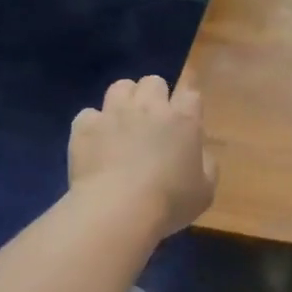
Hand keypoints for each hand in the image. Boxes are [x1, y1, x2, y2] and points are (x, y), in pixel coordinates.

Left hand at [69, 76, 217, 239]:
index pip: (190, 94)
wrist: (117, 210)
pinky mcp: (85, 127)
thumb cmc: (169, 202)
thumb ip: (206, 165)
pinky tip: (95, 143)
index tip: (185, 123)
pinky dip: (93, 126)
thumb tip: (199, 153)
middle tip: (153, 122)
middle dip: (154, 96)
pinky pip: (89, 115)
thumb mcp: (205, 191)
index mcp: (183, 120)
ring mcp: (114, 113)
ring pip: (120, 87)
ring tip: (123, 123)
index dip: (188, 106)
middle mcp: (149, 107)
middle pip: (153, 82)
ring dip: (124, 101)